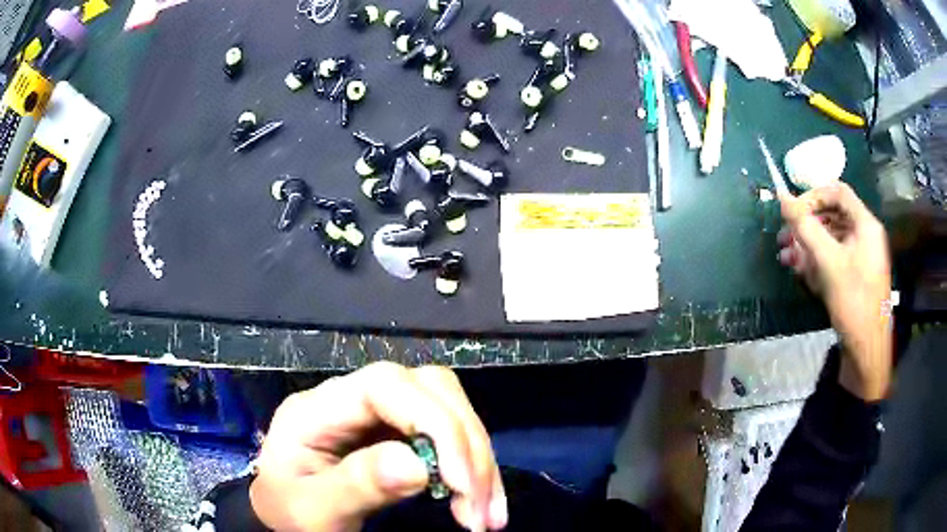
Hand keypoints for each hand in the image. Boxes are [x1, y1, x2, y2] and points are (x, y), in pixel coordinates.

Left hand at [250, 362, 506, 531]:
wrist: (284, 514)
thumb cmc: (290, 513)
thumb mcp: (313, 510)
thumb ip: (356, 486)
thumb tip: (419, 466)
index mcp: (316, 409)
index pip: (384, 386)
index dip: (434, 423)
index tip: (461, 482)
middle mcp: (351, 397)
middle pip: (428, 389)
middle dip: (467, 446)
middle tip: (482, 507)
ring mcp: (377, 413)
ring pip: (448, 407)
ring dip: (478, 458)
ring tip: (488, 513)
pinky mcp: (397, 430)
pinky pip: (448, 433)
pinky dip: (473, 465)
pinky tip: (481, 499)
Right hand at [777, 183, 892, 400]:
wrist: (866, 350)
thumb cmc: (853, 302)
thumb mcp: (829, 262)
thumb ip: (806, 227)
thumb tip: (781, 196)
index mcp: (865, 224)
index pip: (837, 192)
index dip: (813, 196)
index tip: (793, 212)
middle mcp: (864, 236)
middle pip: (832, 216)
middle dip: (806, 225)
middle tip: (783, 237)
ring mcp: (859, 258)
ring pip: (830, 240)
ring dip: (806, 245)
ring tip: (785, 257)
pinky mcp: (853, 277)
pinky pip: (833, 259)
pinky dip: (815, 261)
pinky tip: (799, 270)